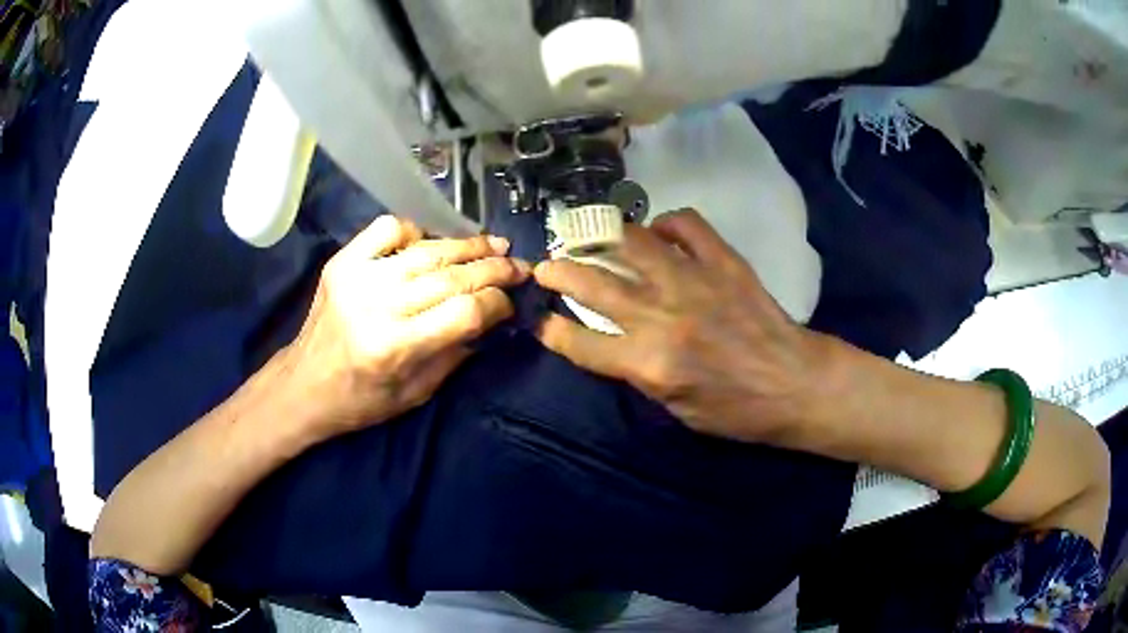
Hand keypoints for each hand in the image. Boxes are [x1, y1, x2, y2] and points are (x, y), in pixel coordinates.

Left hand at [284, 215, 529, 439]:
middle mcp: (377, 306)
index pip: (464, 312)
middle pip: (450, 277)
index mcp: (395, 347)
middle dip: (493, 269)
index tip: (510, 303)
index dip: (496, 304)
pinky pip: (387, 229)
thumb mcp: (415, 395)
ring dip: (465, 245)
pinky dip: (415, 231)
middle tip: (518, 265)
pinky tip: (429, 244)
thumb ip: (454, 355)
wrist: (303, 385)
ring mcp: (357, 277)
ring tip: (492, 244)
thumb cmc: (360, 401)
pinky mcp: (342, 262)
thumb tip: (489, 319)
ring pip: (426, 250)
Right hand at [534, 209, 824, 442]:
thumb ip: (639, 374)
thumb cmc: (738, 411)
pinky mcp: (723, 261)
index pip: (582, 343)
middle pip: (593, 284)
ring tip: (590, 238)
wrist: (795, 384)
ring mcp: (693, 281)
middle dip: (558, 272)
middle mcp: (663, 316)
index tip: (542, 322)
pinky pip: (686, 224)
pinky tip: (659, 233)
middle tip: (546, 267)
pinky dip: (666, 223)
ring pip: (631, 243)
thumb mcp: (677, 411)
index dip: (553, 332)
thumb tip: (612, 344)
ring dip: (601, 238)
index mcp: (650, 363)